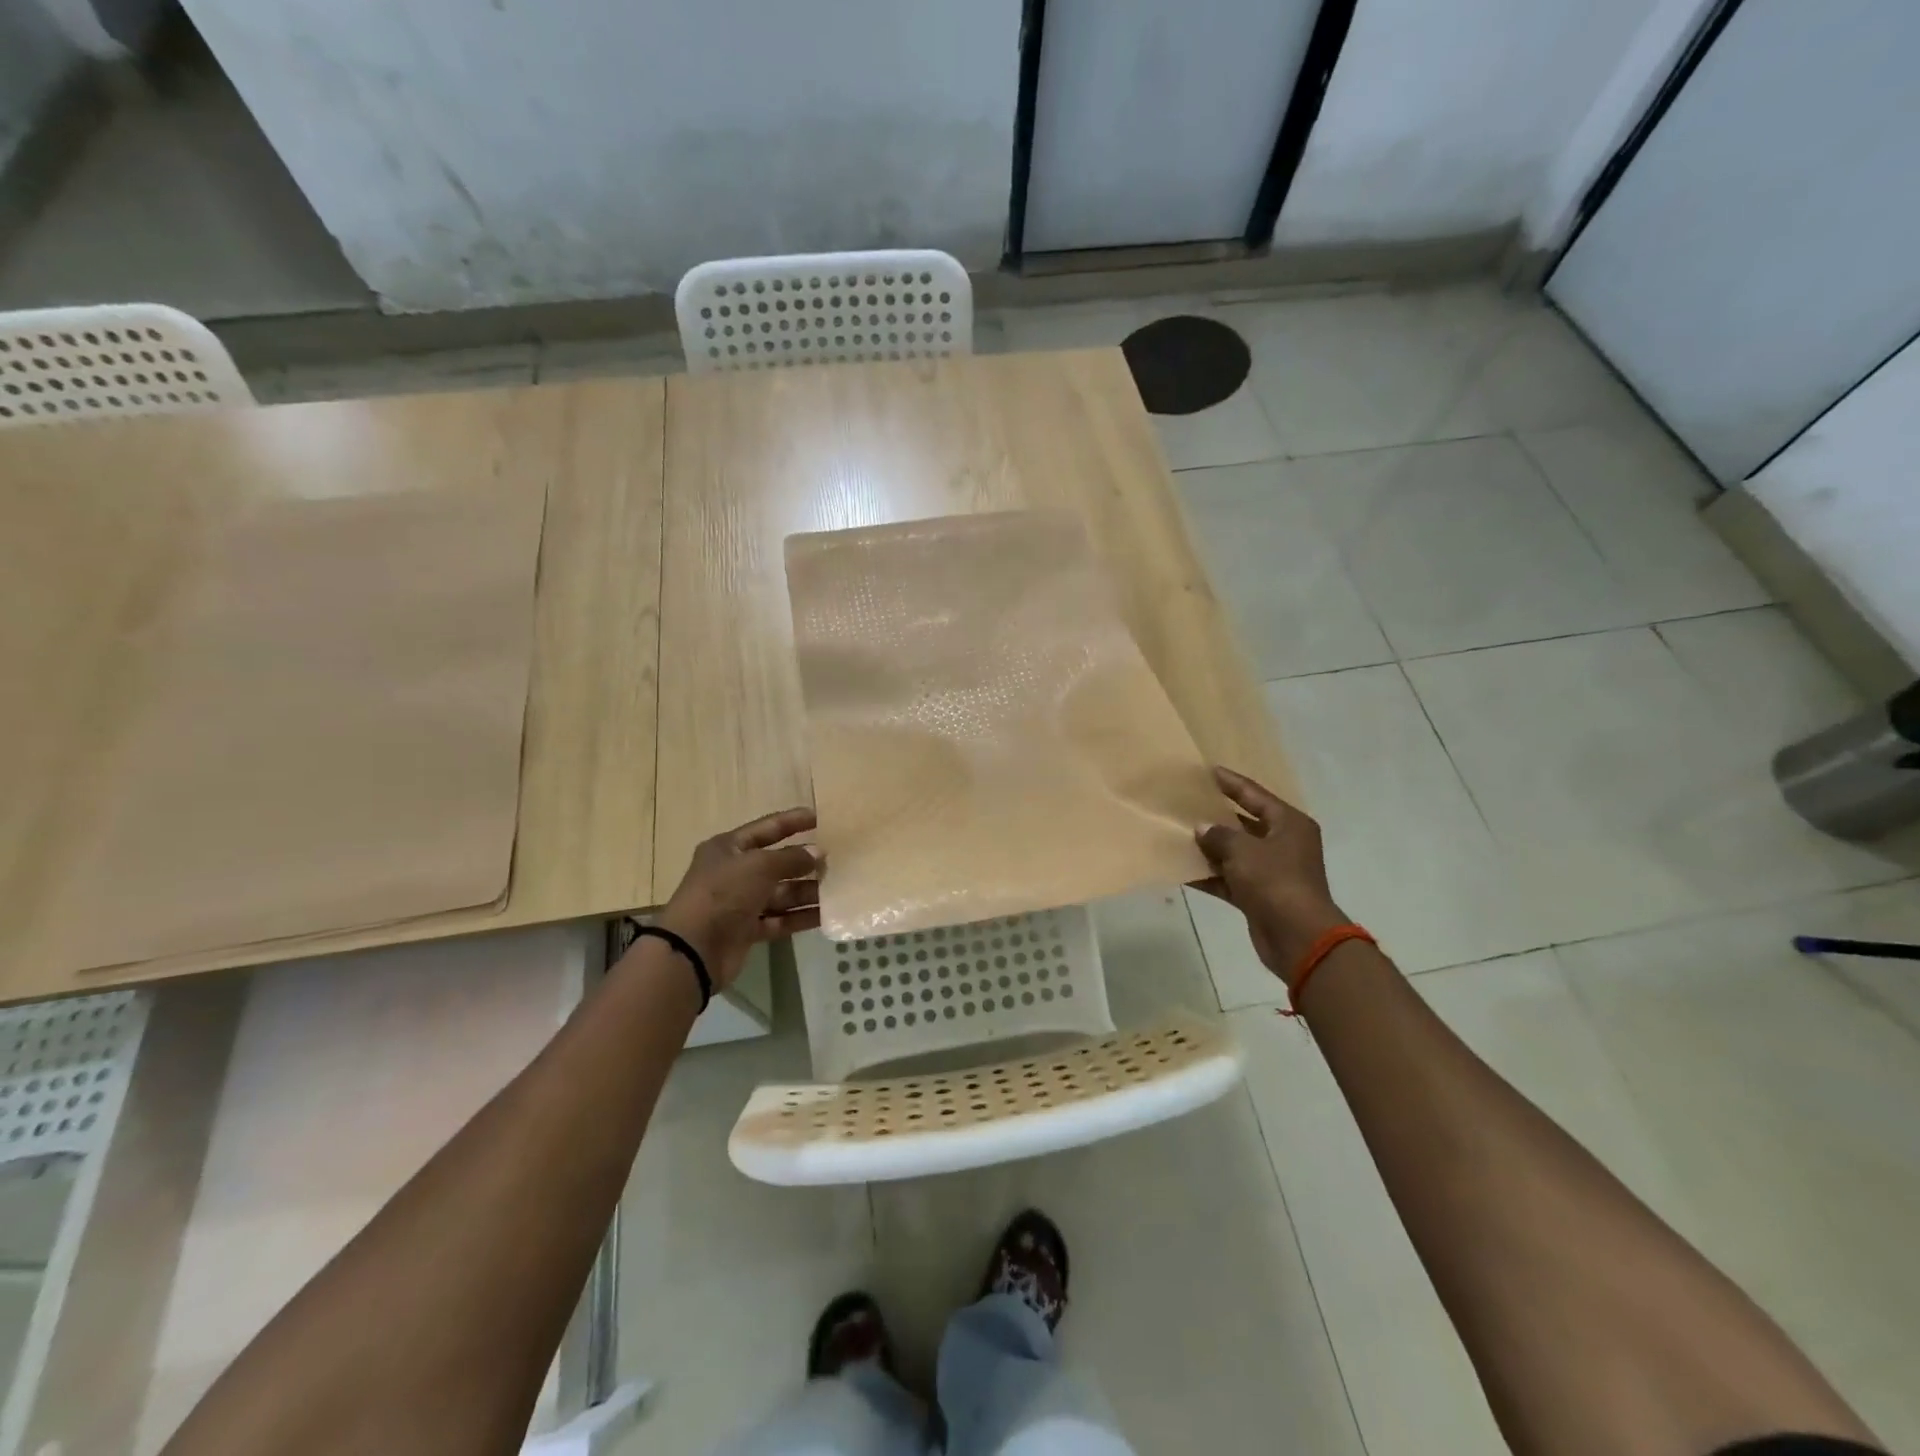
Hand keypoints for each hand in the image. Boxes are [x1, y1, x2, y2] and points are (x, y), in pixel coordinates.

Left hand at [656, 807, 823, 989]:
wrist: (693, 949)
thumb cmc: (724, 893)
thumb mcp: (759, 866)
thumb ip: (791, 858)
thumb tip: (819, 852)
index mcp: (729, 848)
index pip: (767, 828)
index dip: (793, 821)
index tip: (821, 817)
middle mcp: (734, 873)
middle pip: (777, 863)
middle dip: (805, 861)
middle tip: (837, 860)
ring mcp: (740, 903)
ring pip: (781, 893)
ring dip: (807, 891)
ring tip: (838, 889)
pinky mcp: (747, 930)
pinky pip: (780, 919)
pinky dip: (800, 917)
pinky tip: (826, 915)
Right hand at [1193, 767, 1347, 988]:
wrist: (1298, 936)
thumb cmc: (1274, 881)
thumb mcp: (1243, 850)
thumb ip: (1219, 835)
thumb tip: (1202, 829)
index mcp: (1289, 824)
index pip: (1255, 795)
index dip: (1231, 783)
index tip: (1207, 771)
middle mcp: (1283, 844)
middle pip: (1245, 823)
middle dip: (1216, 816)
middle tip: (1187, 804)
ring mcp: (1272, 872)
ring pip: (1235, 853)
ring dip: (1210, 848)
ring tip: (1179, 835)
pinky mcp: (1260, 896)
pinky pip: (1230, 879)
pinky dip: (1211, 875)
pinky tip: (1183, 870)